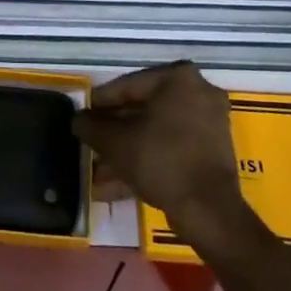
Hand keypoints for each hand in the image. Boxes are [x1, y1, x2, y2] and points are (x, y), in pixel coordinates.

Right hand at [72, 62, 242, 232]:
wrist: (209, 211)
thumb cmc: (161, 160)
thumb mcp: (116, 141)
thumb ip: (92, 126)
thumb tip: (77, 120)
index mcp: (179, 78)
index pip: (129, 85)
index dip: (101, 102)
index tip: (83, 114)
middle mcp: (198, 93)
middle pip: (144, 110)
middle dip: (115, 132)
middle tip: (91, 143)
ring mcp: (209, 124)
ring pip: (157, 133)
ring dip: (127, 151)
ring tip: (98, 172)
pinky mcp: (212, 153)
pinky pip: (172, 150)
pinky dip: (147, 162)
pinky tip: (115, 187)